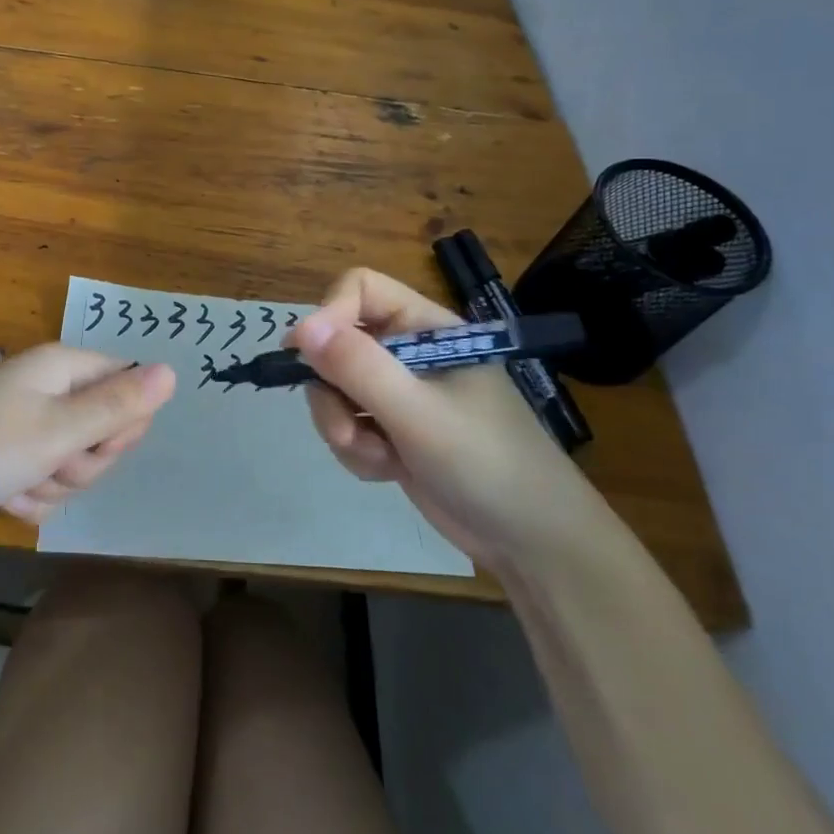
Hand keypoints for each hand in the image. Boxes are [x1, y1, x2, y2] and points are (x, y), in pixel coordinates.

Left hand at [0, 345, 175, 533]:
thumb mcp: (55, 432)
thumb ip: (117, 406)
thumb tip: (174, 371)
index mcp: (64, 367)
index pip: (129, 386)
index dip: (124, 424)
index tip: (93, 446)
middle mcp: (49, 386)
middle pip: (104, 427)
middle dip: (84, 461)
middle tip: (49, 466)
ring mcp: (26, 420)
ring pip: (74, 460)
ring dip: (54, 484)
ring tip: (18, 485)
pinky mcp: (6, 451)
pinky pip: (43, 476)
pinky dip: (30, 494)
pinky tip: (2, 499)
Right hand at [288, 268, 605, 566]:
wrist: (531, 543)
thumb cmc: (485, 462)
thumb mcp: (418, 412)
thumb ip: (359, 367)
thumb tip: (301, 328)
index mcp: (426, 328)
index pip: (360, 290)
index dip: (329, 315)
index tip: (305, 354)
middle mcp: (409, 352)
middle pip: (337, 343)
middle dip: (332, 390)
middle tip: (347, 428)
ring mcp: (400, 393)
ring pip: (335, 388)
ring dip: (343, 427)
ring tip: (378, 458)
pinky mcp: (393, 430)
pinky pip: (347, 423)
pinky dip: (357, 450)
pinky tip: (387, 472)